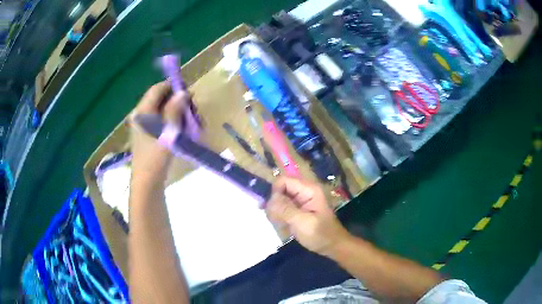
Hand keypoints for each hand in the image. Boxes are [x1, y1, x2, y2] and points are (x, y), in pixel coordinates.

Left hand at [129, 81, 189, 180]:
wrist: (147, 183)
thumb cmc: (155, 157)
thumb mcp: (167, 131)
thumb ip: (174, 110)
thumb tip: (183, 92)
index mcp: (142, 112)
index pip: (157, 89)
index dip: (172, 87)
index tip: (189, 92)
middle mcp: (142, 115)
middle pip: (161, 99)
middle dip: (178, 101)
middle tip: (193, 110)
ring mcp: (145, 126)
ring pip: (163, 111)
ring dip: (178, 113)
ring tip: (193, 122)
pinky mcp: (150, 135)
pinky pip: (163, 122)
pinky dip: (174, 122)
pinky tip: (185, 130)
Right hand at [266, 177, 351, 256]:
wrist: (332, 246)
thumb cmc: (320, 234)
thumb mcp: (303, 222)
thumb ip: (285, 209)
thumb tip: (269, 199)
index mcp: (308, 189)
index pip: (283, 181)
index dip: (275, 193)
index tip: (274, 209)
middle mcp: (303, 192)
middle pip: (280, 190)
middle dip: (274, 204)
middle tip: (277, 220)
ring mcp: (300, 201)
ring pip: (279, 200)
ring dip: (276, 212)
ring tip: (281, 225)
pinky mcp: (297, 211)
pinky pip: (282, 209)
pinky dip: (279, 217)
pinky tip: (283, 227)